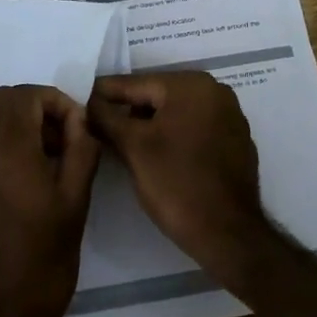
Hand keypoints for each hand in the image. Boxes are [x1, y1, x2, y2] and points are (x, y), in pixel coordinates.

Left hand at [0, 85, 100, 316]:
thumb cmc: (44, 261)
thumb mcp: (76, 203)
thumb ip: (81, 149)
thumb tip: (79, 121)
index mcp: (8, 150)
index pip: (25, 95)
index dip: (55, 102)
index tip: (76, 130)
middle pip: (2, 103)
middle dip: (36, 110)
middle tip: (62, 143)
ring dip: (17, 130)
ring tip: (44, 167)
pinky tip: (18, 189)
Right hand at [86, 72, 270, 274]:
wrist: (227, 232)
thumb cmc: (175, 183)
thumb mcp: (132, 147)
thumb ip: (106, 117)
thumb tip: (89, 101)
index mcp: (191, 85)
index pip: (136, 83)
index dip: (105, 94)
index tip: (81, 101)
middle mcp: (215, 91)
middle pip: (158, 96)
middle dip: (129, 110)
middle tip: (99, 126)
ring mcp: (230, 116)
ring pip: (176, 113)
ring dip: (150, 125)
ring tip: (123, 143)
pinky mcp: (235, 141)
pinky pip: (195, 129)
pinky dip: (174, 136)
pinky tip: (157, 156)